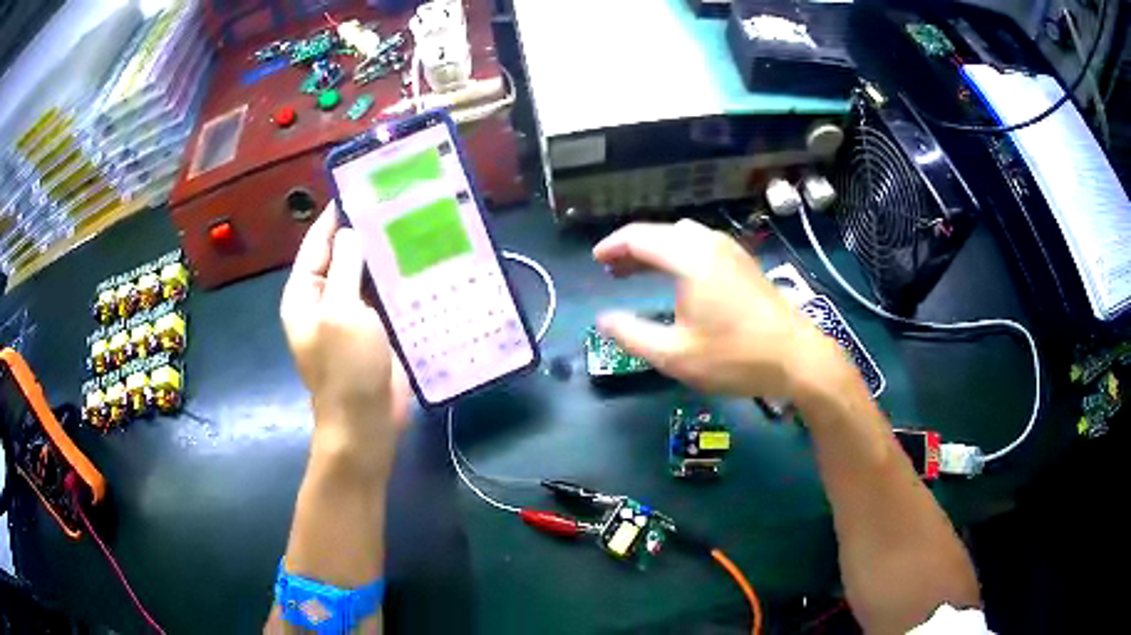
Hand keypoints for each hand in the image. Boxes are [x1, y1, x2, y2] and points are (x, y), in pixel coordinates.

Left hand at [280, 203, 409, 471]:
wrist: (366, 424)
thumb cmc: (345, 369)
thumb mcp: (339, 312)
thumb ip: (344, 268)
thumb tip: (350, 232)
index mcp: (305, 293)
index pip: (318, 241)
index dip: (337, 214)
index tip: (365, 187)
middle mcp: (324, 299)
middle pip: (343, 255)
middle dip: (367, 232)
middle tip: (400, 203)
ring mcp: (350, 315)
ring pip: (367, 275)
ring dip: (386, 255)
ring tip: (416, 225)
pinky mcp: (375, 330)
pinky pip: (384, 296)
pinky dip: (399, 280)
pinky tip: (422, 263)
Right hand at [594, 219, 852, 399]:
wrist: (797, 358)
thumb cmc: (735, 357)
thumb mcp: (675, 355)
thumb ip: (632, 335)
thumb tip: (602, 320)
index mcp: (689, 258)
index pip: (639, 237)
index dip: (612, 246)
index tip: (595, 260)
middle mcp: (709, 244)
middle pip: (660, 232)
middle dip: (632, 248)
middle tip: (612, 270)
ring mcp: (731, 251)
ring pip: (682, 237)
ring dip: (656, 249)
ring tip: (639, 272)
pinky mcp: (744, 263)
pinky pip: (701, 245)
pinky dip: (678, 254)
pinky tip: (677, 279)